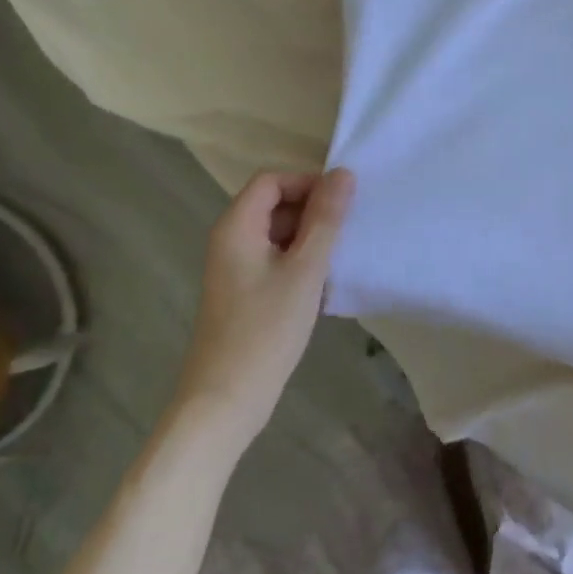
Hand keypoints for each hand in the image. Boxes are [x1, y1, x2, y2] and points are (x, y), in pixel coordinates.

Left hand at [177, 168, 354, 416]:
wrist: (226, 400)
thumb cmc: (266, 329)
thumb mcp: (305, 269)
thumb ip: (326, 219)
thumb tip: (343, 173)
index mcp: (237, 227)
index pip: (273, 180)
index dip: (308, 183)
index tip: (342, 204)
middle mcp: (231, 240)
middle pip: (274, 203)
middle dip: (313, 211)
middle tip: (347, 232)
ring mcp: (235, 268)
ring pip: (278, 233)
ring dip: (310, 238)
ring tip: (339, 259)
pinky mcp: (244, 292)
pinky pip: (276, 259)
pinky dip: (300, 262)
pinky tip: (323, 286)